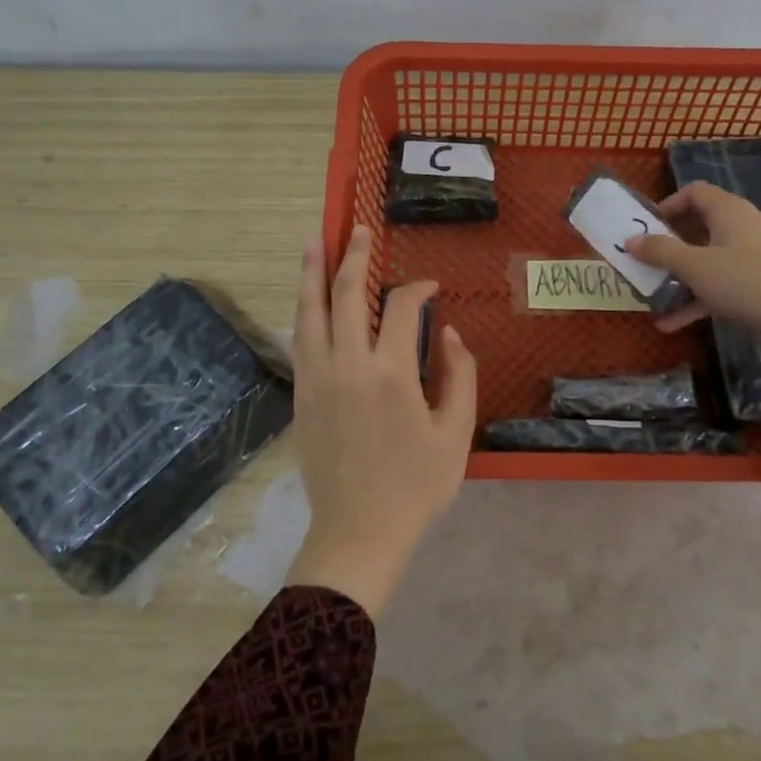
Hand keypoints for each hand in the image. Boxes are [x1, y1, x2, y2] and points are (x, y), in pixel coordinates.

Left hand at [285, 225, 477, 616]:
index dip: (417, 289)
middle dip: (354, 256)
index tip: (430, 287)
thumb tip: (445, 332)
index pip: (400, 307)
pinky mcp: (301, 394)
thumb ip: (459, 374)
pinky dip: (306, 311)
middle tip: (358, 229)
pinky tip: (309, 299)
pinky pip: (301, 339)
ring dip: (313, 272)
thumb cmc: (416, 485)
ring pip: (310, 311)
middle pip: (346, 293)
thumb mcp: (455, 432)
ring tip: (314, 241)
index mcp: (390, 372)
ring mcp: (317, 377)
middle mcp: (347, 364)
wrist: (358, 531)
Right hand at [625, 181, 760, 341]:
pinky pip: (721, 285)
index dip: (667, 205)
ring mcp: (754, 256)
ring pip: (708, 260)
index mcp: (728, 211)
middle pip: (698, 227)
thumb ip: (660, 252)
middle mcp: (742, 227)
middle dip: (668, 247)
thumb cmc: (748, 282)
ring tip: (653, 297)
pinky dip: (698, 299)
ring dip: (679, 278)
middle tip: (644, 262)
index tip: (646, 227)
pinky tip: (673, 324)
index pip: (694, 192)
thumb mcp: (696, 267)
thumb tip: (629, 240)